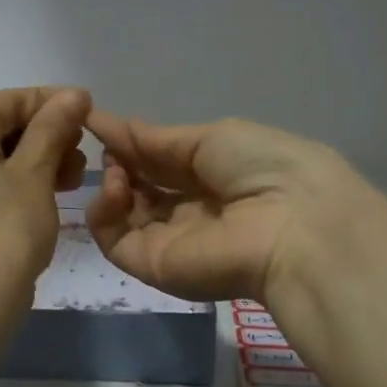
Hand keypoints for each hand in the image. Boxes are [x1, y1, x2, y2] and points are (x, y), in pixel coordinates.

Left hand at [0, 87, 90, 305]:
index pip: (9, 100)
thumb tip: (74, 94)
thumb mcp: (35, 173)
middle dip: (47, 134)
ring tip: (73, 177)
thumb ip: (53, 127)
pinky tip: (50, 191)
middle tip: (82, 153)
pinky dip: (17, 179)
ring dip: (37, 158)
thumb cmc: (6, 228)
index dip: (53, 102)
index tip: (90, 110)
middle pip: (0, 125)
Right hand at [86, 110, 365, 305]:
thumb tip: (116, 125)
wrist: (291, 225)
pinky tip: (115, 186)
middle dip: (118, 161)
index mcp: (215, 176)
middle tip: (103, 143)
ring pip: (122, 214)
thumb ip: (160, 139)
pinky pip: (114, 239)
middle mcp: (192, 210)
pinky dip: (104, 211)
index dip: (131, 141)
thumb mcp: (212, 137)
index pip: (162, 161)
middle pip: (141, 187)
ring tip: (115, 168)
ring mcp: (170, 241)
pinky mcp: (152, 266)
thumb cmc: (262, 167)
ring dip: (111, 183)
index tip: (94, 119)